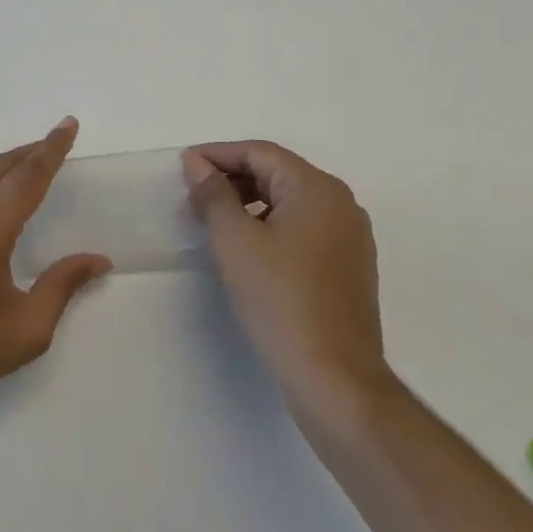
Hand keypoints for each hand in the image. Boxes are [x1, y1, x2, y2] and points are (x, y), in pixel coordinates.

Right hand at [183, 141, 393, 433]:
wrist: (334, 378)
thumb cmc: (280, 300)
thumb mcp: (235, 241)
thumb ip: (213, 194)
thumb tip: (197, 163)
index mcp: (317, 188)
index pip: (260, 153)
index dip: (218, 155)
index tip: (183, 167)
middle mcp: (340, 203)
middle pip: (277, 173)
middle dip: (232, 178)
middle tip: (193, 195)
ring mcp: (350, 236)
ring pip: (290, 201)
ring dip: (249, 202)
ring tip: (213, 221)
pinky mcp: (348, 265)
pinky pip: (303, 227)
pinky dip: (271, 225)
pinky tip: (246, 247)